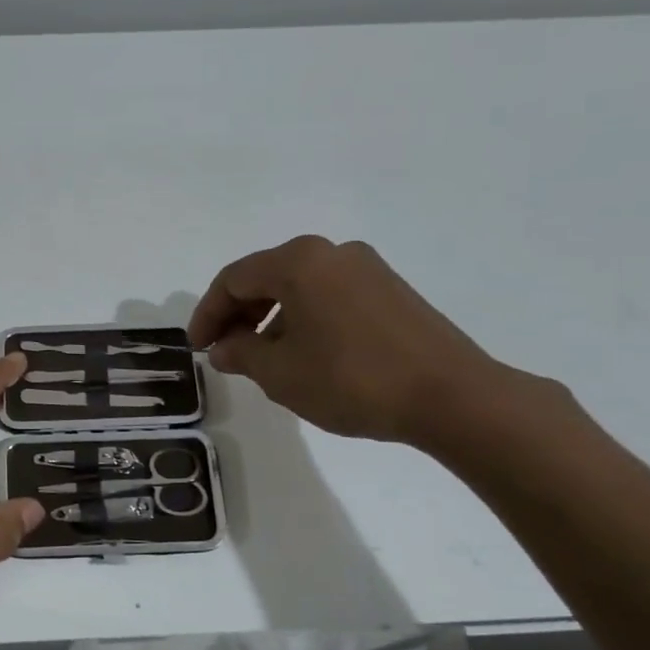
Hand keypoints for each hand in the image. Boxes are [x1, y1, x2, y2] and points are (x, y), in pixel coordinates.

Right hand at [187, 235, 514, 448]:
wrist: (451, 396)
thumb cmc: (351, 379)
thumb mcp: (280, 373)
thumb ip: (241, 354)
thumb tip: (224, 348)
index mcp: (299, 262)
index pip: (233, 280)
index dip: (207, 314)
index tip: (198, 348)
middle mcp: (332, 253)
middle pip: (267, 277)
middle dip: (238, 315)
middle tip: (225, 352)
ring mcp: (368, 269)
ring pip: (300, 287)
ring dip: (271, 319)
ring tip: (264, 359)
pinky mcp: (391, 290)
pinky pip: (329, 296)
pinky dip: (304, 318)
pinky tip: (306, 354)